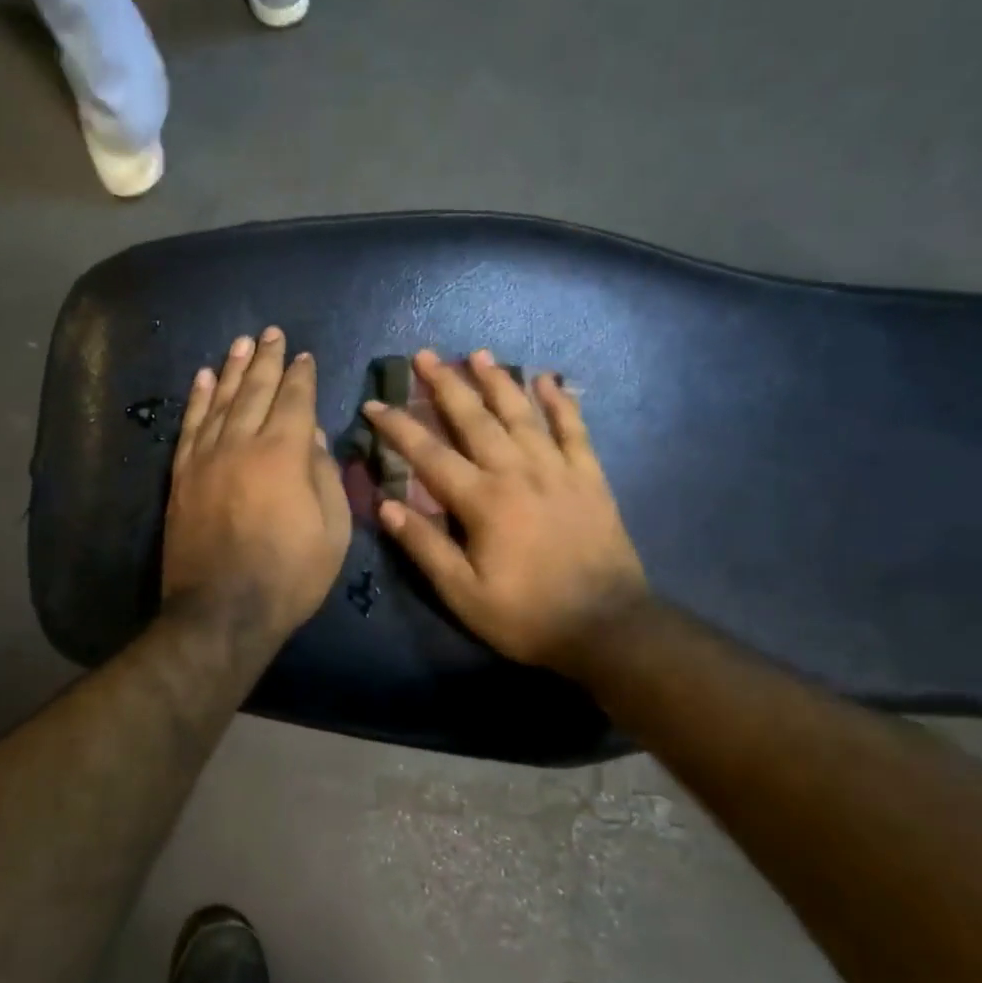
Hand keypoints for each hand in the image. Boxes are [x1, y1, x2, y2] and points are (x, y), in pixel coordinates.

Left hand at [163, 328, 352, 645]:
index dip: (302, 376)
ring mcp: (206, 458)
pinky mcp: (182, 476)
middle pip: (256, 391)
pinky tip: (204, 379)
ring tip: (241, 343)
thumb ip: (324, 475)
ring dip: (233, 369)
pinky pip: (190, 426)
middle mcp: (241, 444)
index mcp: (284, 455)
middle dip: (267, 360)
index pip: (295, 401)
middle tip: (272, 333)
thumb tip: (314, 436)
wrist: (221, 612)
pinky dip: (198, 399)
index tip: (305, 356)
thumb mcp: (332, 531)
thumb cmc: (290, 576)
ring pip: (220, 401)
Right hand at [364, 349, 649, 674]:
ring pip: (522, 413)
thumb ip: (425, 547)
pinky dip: (561, 402)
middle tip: (425, 355)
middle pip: (475, 419)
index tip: (374, 404)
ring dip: (498, 381)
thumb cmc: (527, 616)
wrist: (608, 628)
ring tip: (478, 354)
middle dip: (446, 385)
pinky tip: (549, 379)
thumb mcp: (464, 594)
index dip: (398, 427)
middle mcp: (518, 472)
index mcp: (483, 501)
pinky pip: (574, 430)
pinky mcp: (590, 477)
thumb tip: (385, 505)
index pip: (429, 454)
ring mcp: (558, 470)